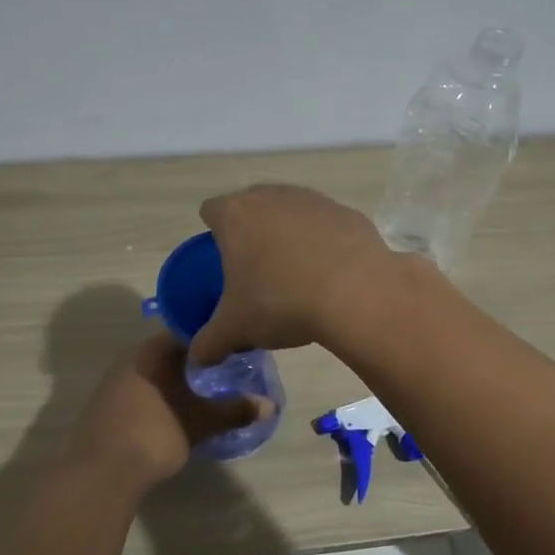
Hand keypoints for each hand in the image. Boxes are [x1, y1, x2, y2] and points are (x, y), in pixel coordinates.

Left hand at [64, 333, 270, 493]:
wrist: (98, 473)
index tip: (237, 345)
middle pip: (172, 350)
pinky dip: (164, 394)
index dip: (214, 337)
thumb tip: (270, 405)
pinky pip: (144, 389)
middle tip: (229, 368)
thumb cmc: (153, 434)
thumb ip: (234, 411)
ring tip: (209, 390)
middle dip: (199, 359)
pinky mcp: (108, 405)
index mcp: (152, 349)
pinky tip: (179, 410)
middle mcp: (132, 357)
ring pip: (157, 371)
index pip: (189, 331)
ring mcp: (116, 381)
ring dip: (180, 378)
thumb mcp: (200, 422)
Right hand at [191, 184, 397, 366]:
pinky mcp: (347, 213)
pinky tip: (330, 272)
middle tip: (254, 268)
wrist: (356, 292)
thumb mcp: (235, 330)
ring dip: (288, 234)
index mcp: (235, 215)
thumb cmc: (280, 302)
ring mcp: (313, 200)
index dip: (212, 231)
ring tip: (294, 272)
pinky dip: (323, 242)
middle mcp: (272, 197)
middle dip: (251, 231)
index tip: (220, 258)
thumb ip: (209, 343)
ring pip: (290, 211)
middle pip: (252, 205)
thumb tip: (198, 357)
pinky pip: (325, 225)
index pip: (211, 210)